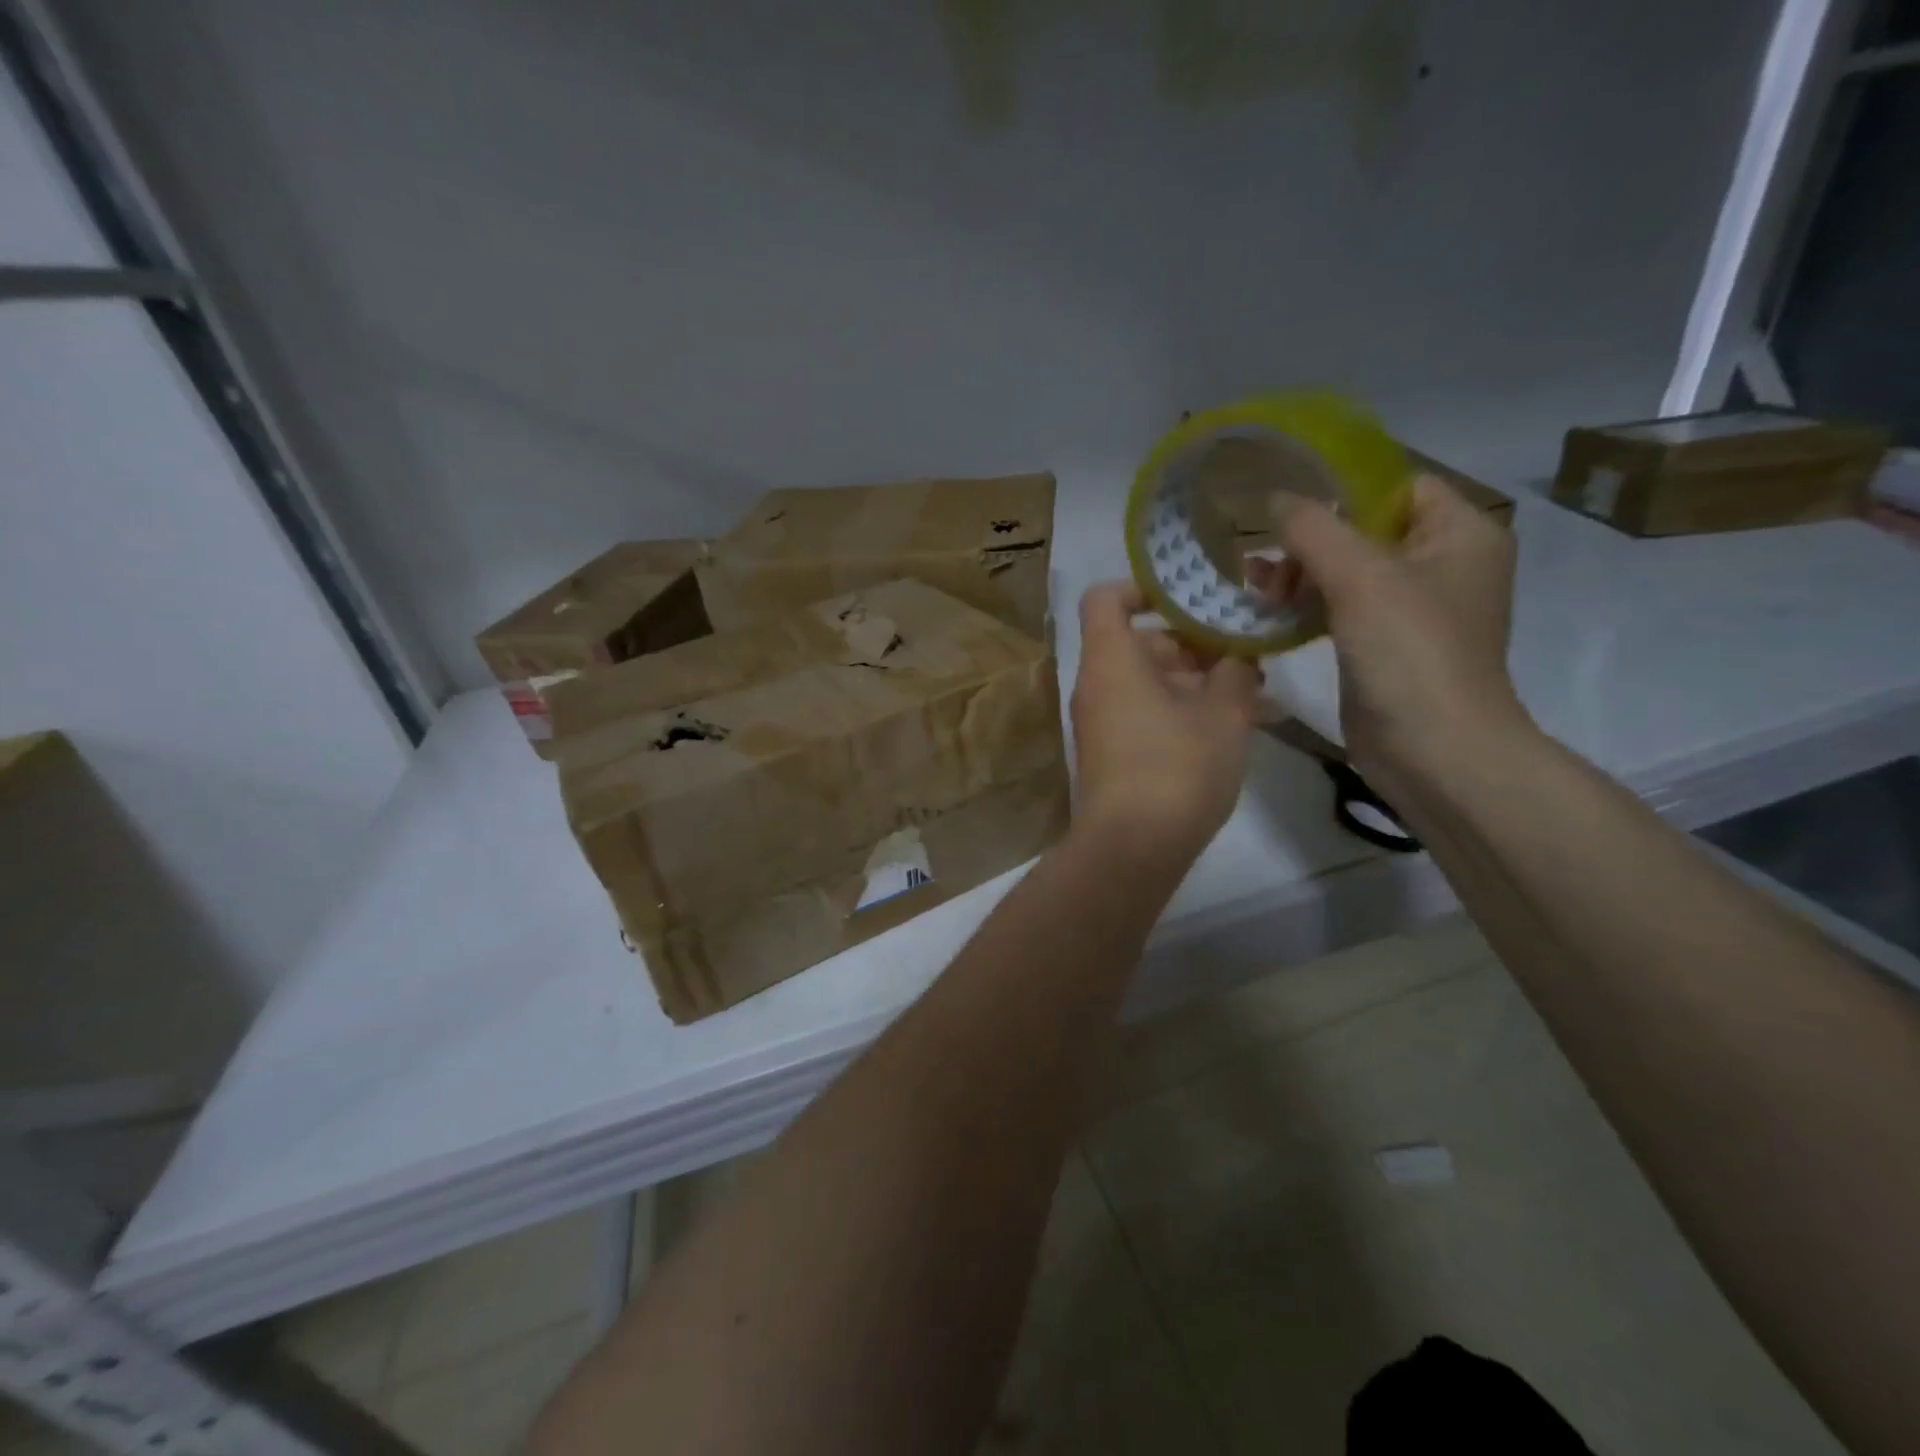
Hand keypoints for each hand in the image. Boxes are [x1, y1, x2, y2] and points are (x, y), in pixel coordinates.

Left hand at [1069, 581, 1259, 861]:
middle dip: (1196, 645)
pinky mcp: (1114, 753)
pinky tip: (1240, 728)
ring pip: (1152, 682)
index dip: (1145, 589)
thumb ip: (1236, 670)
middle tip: (1248, 657)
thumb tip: (1238, 655)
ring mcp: (1103, 721)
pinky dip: (1186, 711)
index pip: (1107, 598)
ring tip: (1260, 697)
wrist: (1132, 849)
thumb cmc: (1177, 767)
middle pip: (1140, 642)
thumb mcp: (1223, 712)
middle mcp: (1098, 684)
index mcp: (1111, 659)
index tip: (1192, 599)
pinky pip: (1149, 714)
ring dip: (1201, 682)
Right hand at [1251, 474, 1526, 801]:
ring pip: (1345, 572)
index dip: (1340, 487)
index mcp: (1459, 533)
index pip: (1395, 485)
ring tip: (1256, 589)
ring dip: (1299, 576)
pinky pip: (1339, 609)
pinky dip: (1305, 607)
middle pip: (1363, 529)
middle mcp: (1441, 564)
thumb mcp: (1360, 577)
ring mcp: (1412, 609)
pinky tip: (1268, 615)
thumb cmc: (1410, 653)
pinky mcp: (1383, 645)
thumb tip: (1272, 497)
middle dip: (1308, 540)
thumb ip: (1312, 528)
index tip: (1283, 500)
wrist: (1433, 751)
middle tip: (1262, 560)